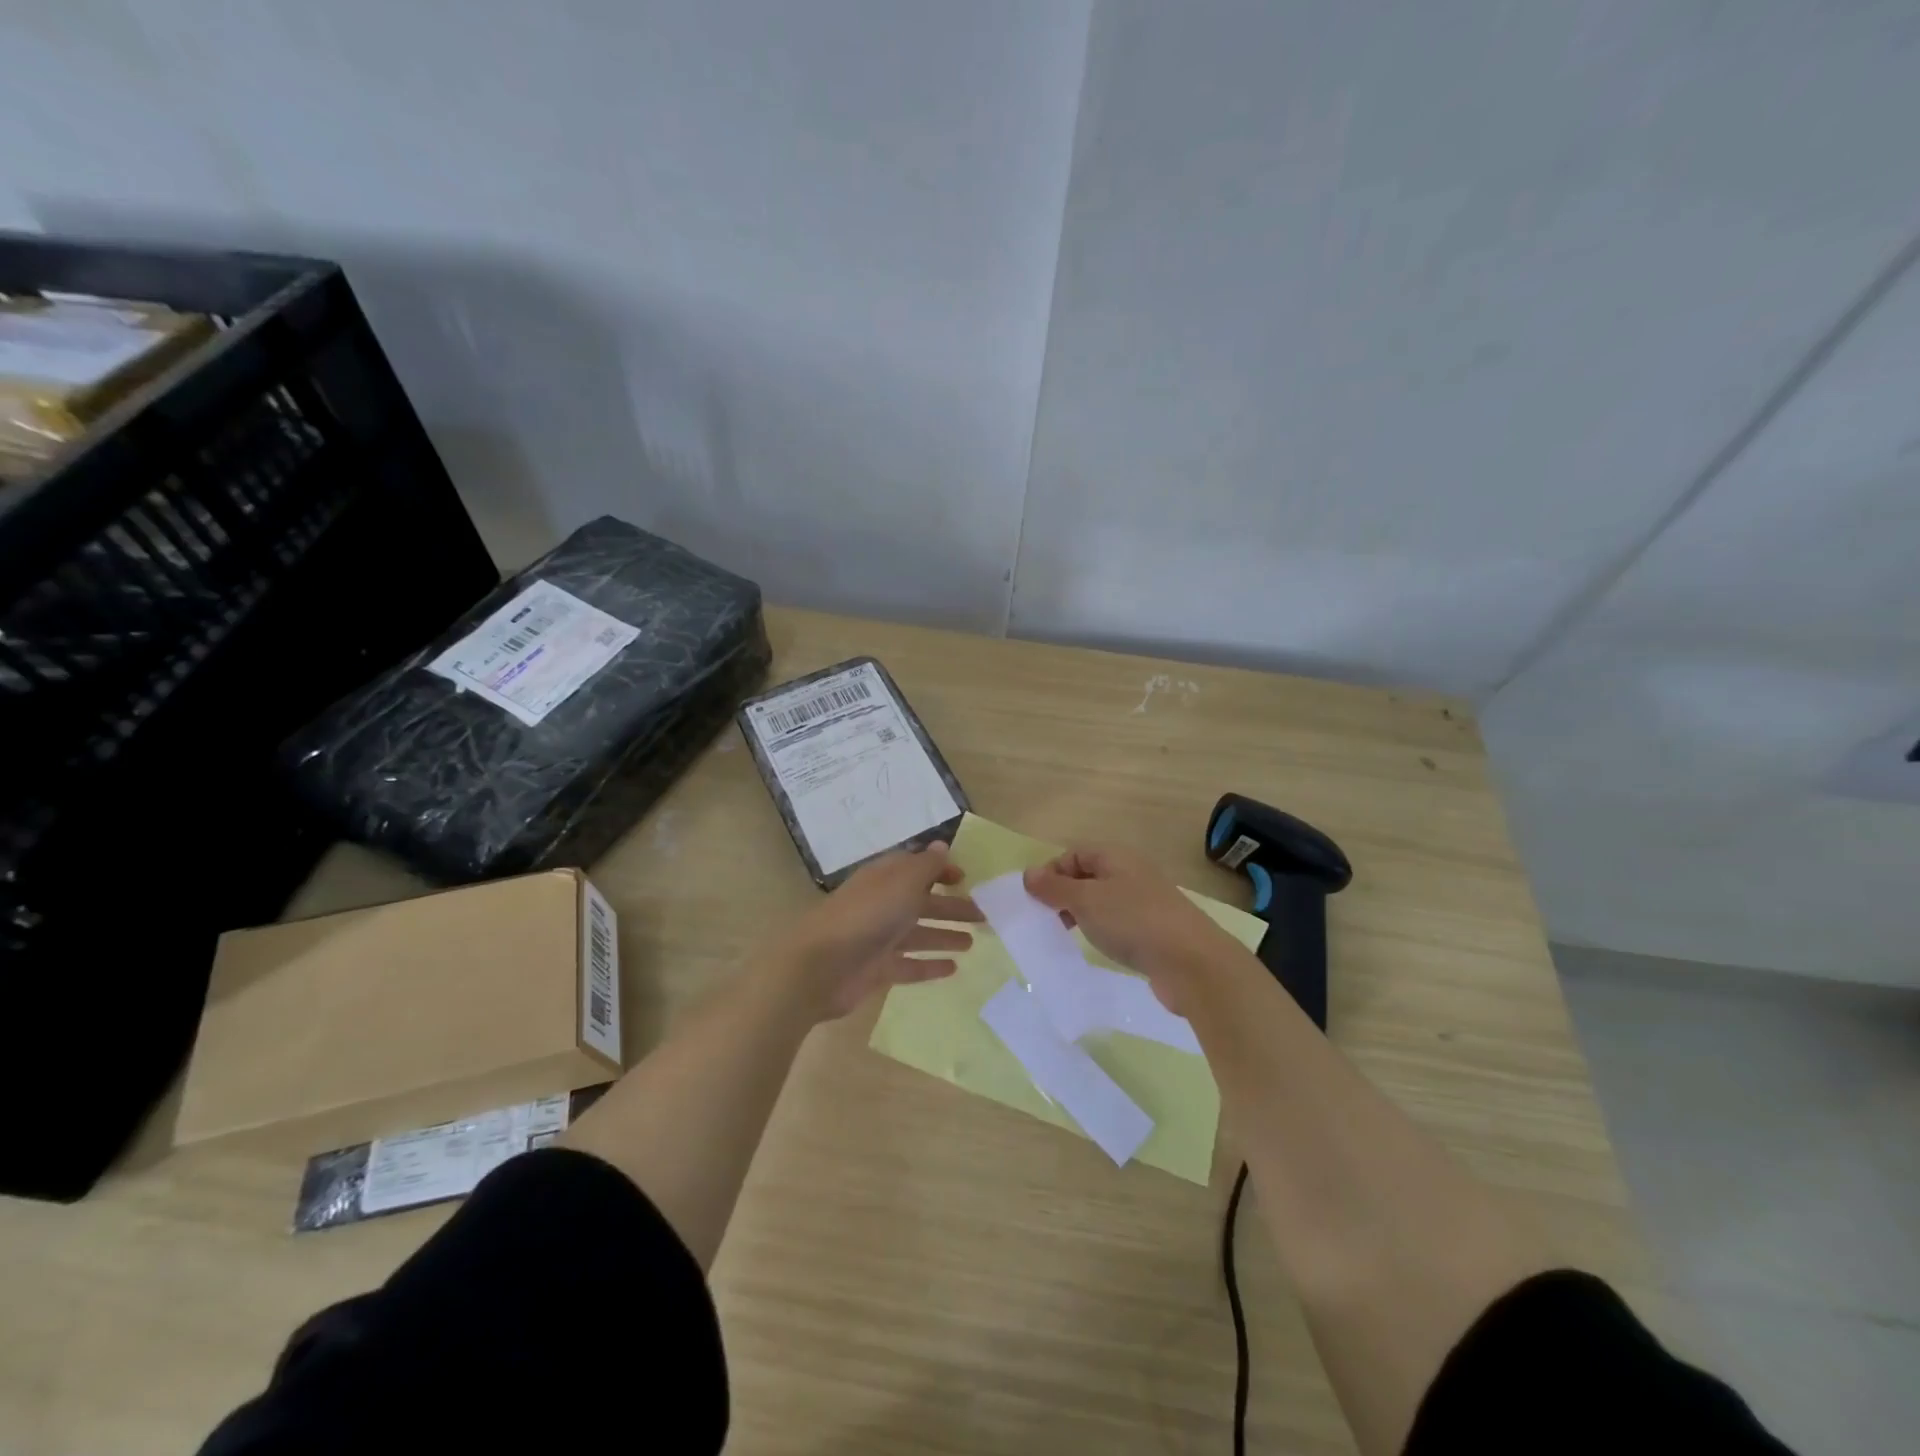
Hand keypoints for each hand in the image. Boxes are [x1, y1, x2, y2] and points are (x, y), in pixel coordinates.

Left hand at [784, 842, 981, 1020]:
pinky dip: (929, 965)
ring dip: (944, 935)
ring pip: (918, 933)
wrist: (821, 967)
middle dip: (951, 907)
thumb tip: (942, 845)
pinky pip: (910, 965)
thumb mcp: (902, 882)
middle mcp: (882, 905)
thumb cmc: (866, 915)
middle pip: (922, 902)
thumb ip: (926, 866)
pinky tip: (953, 969)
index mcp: (885, 878)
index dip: (940, 870)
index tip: (965, 879)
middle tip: (984, 916)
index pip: (915, 868)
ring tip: (973, 943)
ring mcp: (879, 938)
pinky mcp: (877, 969)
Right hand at [1024, 845, 1239, 1012]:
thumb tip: (1029, 874)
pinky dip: (1102, 931)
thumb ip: (1055, 888)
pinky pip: (1119, 923)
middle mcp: (1131, 873)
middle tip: (1047, 920)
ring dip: (1081, 914)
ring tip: (1067, 936)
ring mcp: (1145, 902)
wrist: (1191, 962)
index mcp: (1116, 857)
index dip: (1051, 872)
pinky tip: (1098, 947)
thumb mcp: (1086, 900)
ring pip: (1103, 901)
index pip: (1074, 854)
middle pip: (1088, 876)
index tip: (1036, 900)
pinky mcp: (1154, 930)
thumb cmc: (1133, 921)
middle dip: (1063, 894)